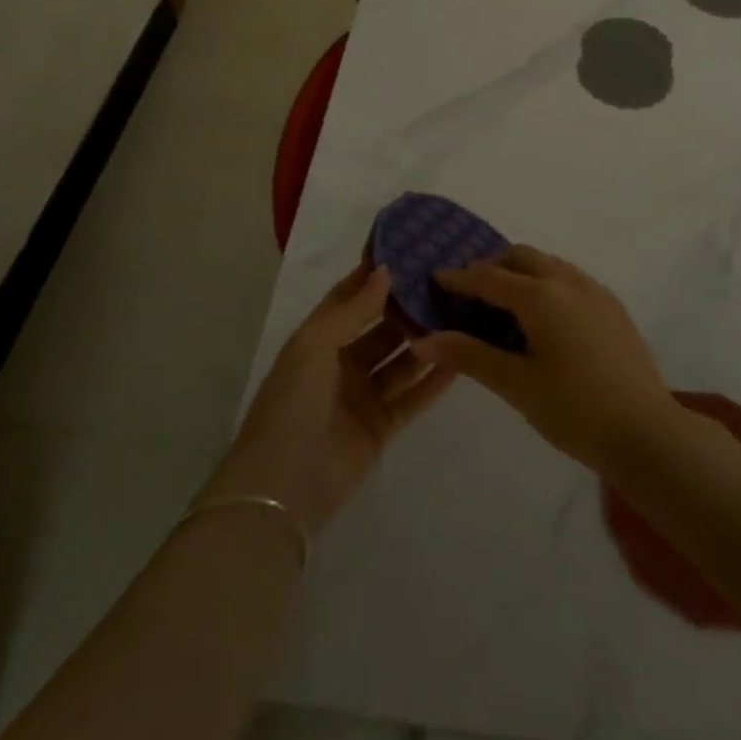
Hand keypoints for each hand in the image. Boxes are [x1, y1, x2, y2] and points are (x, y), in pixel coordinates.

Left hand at [200, 261, 452, 533]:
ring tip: (458, 316)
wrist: (283, 488)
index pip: (349, 298)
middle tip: (444, 284)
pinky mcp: (381, 428)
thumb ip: (353, 310)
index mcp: (317, 340)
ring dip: (422, 341)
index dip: (374, 276)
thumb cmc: (292, 404)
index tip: (407, 251)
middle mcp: (340, 364)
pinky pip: (411, 398)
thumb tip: (386, 270)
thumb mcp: (314, 346)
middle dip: (406, 308)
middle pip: (379, 328)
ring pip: (399, 361)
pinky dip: (432, 381)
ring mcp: (361, 396)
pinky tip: (458, 360)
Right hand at [410, 246, 676, 474]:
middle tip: (470, 291)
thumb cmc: (574, 410)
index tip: (435, 278)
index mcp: (540, 296)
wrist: (648, 433)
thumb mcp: (516, 385)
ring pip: (549, 264)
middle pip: (520, 257)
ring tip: (505, 302)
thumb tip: (423, 339)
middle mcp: (567, 281)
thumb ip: (469, 356)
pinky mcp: (613, 307)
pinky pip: (570, 278)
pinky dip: (546, 282)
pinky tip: (544, 317)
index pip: (488, 277)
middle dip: (491, 266)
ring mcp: (595, 291)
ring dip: (521, 271)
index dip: (459, 277)